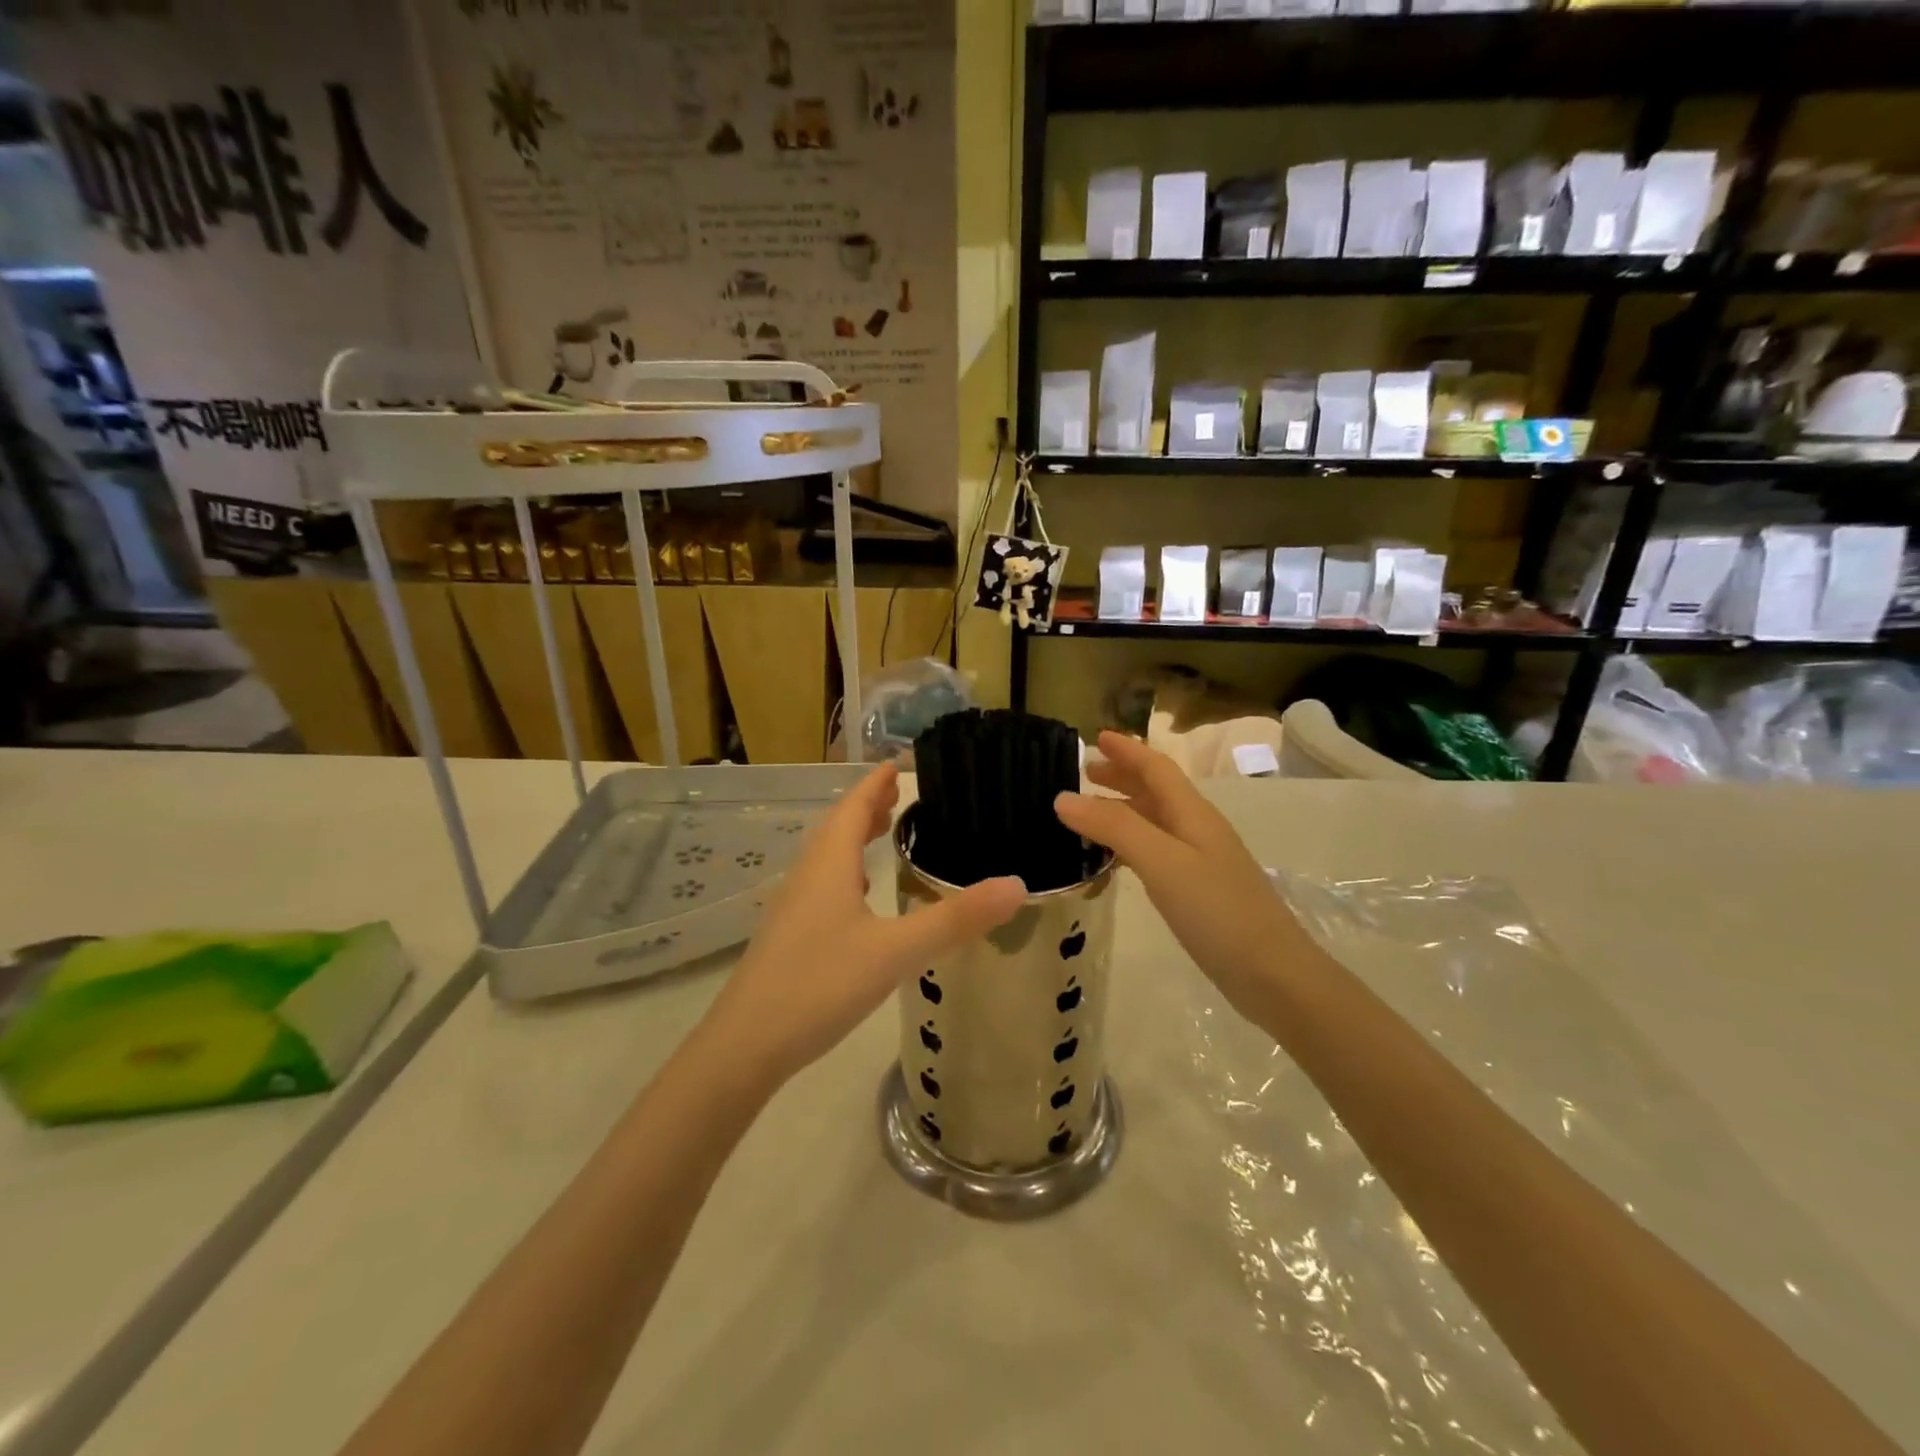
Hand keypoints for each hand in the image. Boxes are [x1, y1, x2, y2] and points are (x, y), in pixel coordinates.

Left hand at [702, 762, 1024, 1087]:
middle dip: (867, 806)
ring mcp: (793, 907)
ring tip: (882, 832)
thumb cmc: (820, 985)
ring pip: (827, 857)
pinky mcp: (789, 936)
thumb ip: (955, 919)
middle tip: (898, 794)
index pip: (853, 807)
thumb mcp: (896, 952)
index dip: (875, 784)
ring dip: (853, 837)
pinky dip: (845, 872)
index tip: (897, 763)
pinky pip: (822, 885)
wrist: (745, 1045)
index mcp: (829, 865)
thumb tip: (1017, 885)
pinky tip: (859, 896)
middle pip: (837, 827)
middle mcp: (807, 876)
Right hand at [1055, 732, 1300, 1017]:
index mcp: (1193, 814)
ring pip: (1154, 822)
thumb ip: (1114, 827)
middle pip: (1156, 791)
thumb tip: (1063, 797)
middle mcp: (1197, 830)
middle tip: (1085, 772)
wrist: (1273, 974)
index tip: (1097, 736)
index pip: (1156, 768)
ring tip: (1088, 814)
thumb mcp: (1162, 862)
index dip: (1128, 750)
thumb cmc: (1218, 911)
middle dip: (1122, 776)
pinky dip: (1129, 845)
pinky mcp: (1197, 891)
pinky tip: (1113, 861)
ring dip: (1122, 810)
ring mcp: (1200, 862)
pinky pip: (1155, 852)